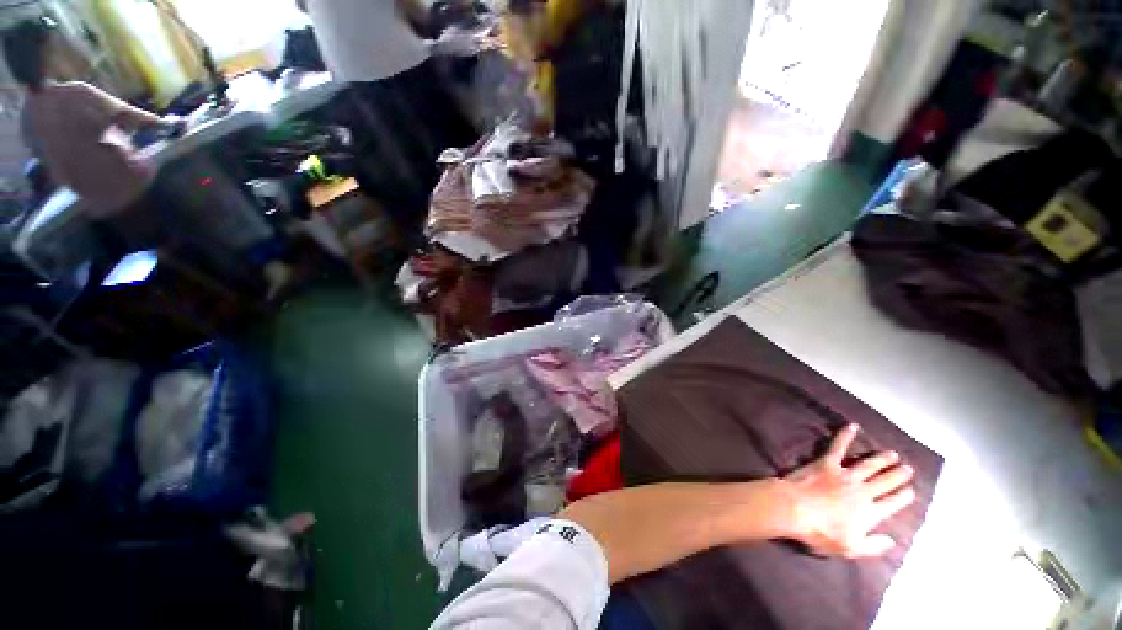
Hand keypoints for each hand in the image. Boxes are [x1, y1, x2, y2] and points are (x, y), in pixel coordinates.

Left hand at [781, 423, 915, 558]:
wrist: (793, 509)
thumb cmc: (819, 532)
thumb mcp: (850, 549)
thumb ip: (873, 546)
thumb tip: (892, 541)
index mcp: (868, 513)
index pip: (892, 504)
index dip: (903, 497)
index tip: (911, 491)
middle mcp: (861, 492)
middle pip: (884, 482)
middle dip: (898, 475)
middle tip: (907, 468)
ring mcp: (844, 475)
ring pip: (869, 464)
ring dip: (882, 459)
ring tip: (892, 454)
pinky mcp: (826, 463)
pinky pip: (837, 447)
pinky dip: (845, 435)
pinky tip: (852, 426)